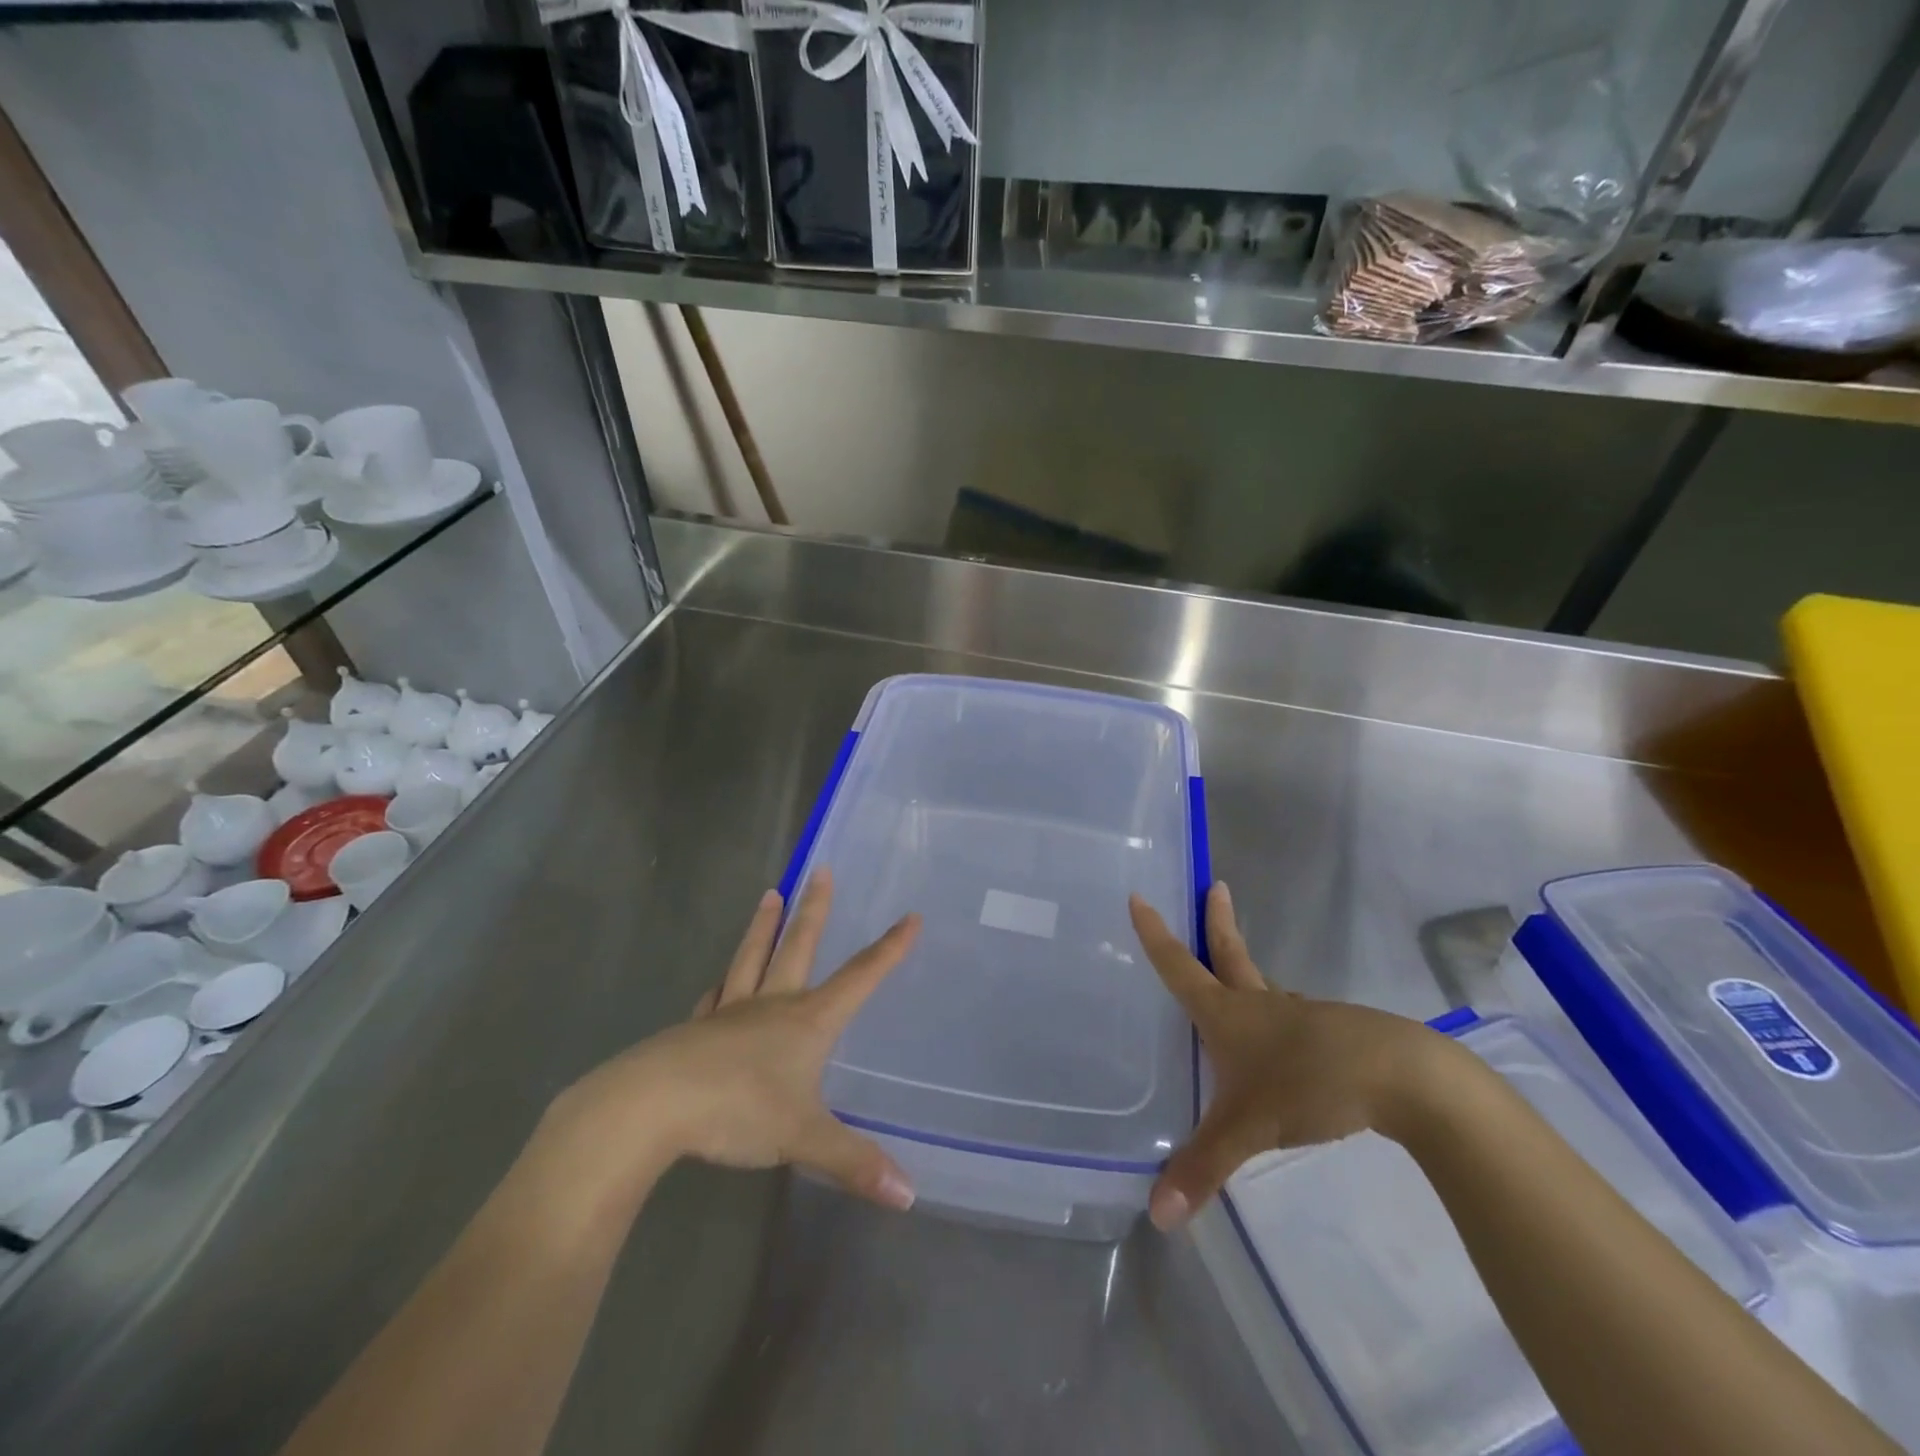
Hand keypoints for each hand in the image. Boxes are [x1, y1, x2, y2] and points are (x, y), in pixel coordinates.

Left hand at [548, 870, 919, 1214]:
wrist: (651, 1107)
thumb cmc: (737, 1110)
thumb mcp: (803, 1138)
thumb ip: (853, 1162)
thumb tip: (909, 1195)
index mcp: (806, 1021)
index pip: (859, 978)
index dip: (888, 950)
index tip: (910, 916)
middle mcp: (771, 1005)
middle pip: (798, 946)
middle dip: (815, 910)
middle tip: (819, 870)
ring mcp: (729, 1013)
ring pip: (752, 958)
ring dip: (763, 927)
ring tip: (769, 894)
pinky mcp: (695, 1031)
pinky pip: (714, 997)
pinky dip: (721, 984)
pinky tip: (717, 982)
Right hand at [1129, 883, 1444, 1230]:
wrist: (1402, 1077)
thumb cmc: (1309, 1083)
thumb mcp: (1248, 1129)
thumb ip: (1203, 1170)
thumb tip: (1157, 1218)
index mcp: (1228, 1013)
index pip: (1179, 967)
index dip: (1156, 935)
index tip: (1141, 897)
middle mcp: (1259, 1004)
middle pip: (1230, 954)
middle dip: (1216, 923)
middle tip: (1216, 887)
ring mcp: (1299, 1016)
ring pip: (1265, 985)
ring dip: (1247, 969)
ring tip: (1238, 972)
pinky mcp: (1332, 1035)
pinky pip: (1294, 1016)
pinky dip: (1280, 1014)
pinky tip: (1287, 1038)